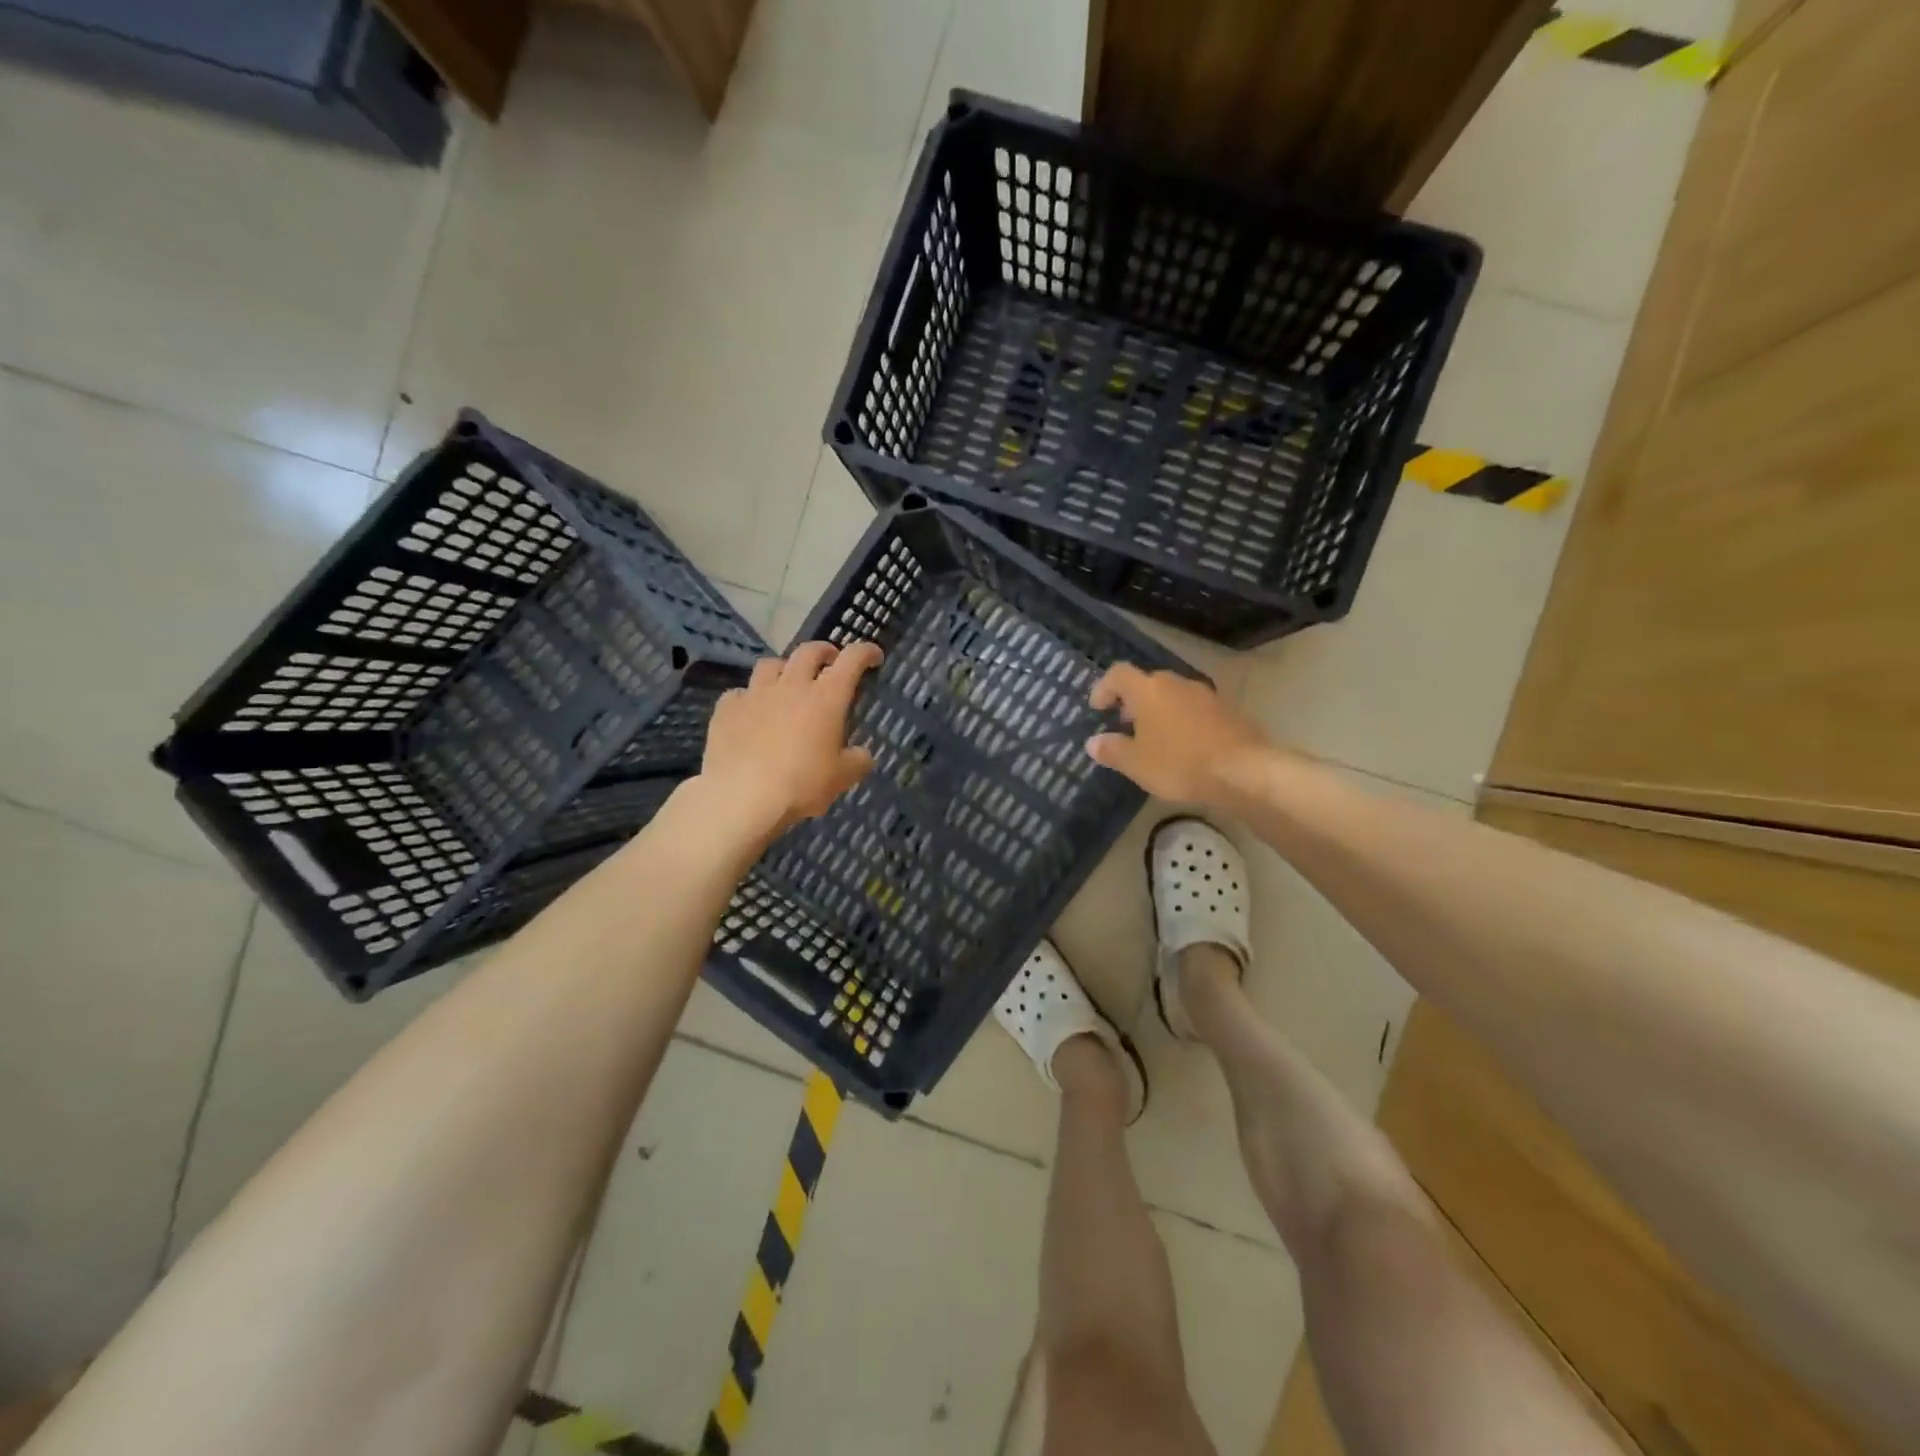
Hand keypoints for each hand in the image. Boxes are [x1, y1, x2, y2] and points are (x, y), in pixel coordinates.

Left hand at [699, 640, 882, 840]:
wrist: (741, 797)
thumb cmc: (801, 784)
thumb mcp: (842, 778)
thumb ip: (857, 761)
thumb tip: (862, 754)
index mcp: (826, 698)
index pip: (852, 659)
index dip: (866, 652)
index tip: (873, 656)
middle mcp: (791, 686)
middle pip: (809, 651)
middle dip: (824, 651)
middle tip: (830, 661)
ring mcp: (755, 694)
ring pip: (770, 664)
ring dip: (784, 668)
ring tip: (787, 682)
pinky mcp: (727, 709)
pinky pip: (739, 693)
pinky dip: (749, 697)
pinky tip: (750, 712)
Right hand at [1086, 664, 1268, 803]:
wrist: (1244, 771)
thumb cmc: (1180, 763)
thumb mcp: (1136, 764)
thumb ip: (1111, 750)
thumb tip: (1093, 742)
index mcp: (1149, 690)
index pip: (1118, 674)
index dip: (1104, 687)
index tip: (1098, 708)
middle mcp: (1176, 683)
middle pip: (1147, 683)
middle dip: (1133, 701)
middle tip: (1125, 725)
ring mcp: (1205, 694)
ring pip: (1173, 695)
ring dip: (1159, 711)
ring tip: (1155, 739)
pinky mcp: (1228, 710)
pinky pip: (1195, 709)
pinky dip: (1183, 721)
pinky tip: (1184, 746)